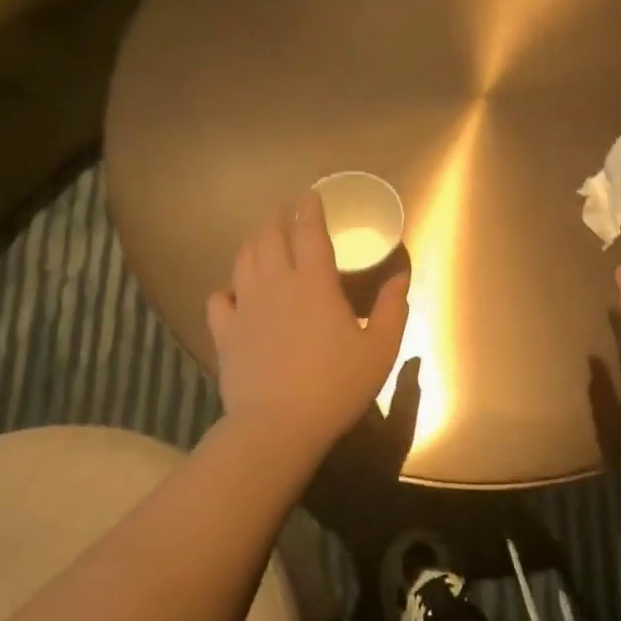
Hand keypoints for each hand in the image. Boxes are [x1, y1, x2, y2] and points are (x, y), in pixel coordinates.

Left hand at [208, 191, 409, 456]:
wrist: (279, 426)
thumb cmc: (337, 385)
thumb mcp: (381, 348)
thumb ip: (393, 308)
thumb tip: (401, 275)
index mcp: (315, 282)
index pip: (309, 231)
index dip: (310, 208)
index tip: (312, 194)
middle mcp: (276, 283)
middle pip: (270, 236)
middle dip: (278, 218)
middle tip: (286, 212)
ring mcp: (246, 306)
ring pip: (243, 259)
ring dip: (254, 242)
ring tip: (263, 239)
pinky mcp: (226, 332)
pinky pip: (219, 299)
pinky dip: (226, 288)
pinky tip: (234, 293)